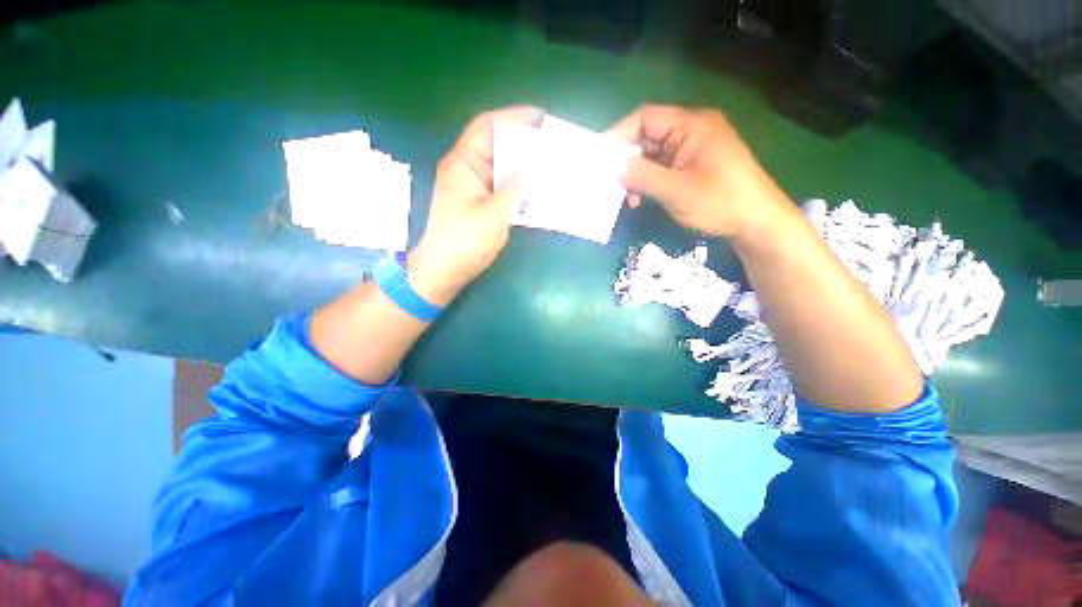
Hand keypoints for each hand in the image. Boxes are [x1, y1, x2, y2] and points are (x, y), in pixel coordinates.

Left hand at [408, 106, 539, 305]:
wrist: (445, 269)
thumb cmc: (464, 242)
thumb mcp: (493, 215)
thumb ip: (514, 189)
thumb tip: (532, 166)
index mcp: (463, 164)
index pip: (486, 127)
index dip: (512, 117)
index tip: (540, 118)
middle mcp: (467, 170)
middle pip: (496, 145)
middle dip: (522, 143)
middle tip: (551, 146)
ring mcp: (473, 187)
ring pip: (500, 167)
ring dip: (522, 166)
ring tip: (548, 166)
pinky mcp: (479, 202)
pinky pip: (501, 186)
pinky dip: (517, 185)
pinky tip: (534, 190)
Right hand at [607, 105, 791, 237]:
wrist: (756, 221)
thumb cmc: (719, 202)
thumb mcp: (675, 190)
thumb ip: (640, 176)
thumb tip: (609, 166)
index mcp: (691, 125)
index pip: (645, 118)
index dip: (619, 135)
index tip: (600, 159)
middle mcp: (691, 130)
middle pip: (647, 136)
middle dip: (626, 160)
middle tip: (611, 184)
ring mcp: (692, 148)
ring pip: (652, 155)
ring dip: (636, 175)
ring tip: (629, 198)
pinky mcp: (692, 165)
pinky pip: (662, 167)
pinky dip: (648, 181)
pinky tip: (641, 199)